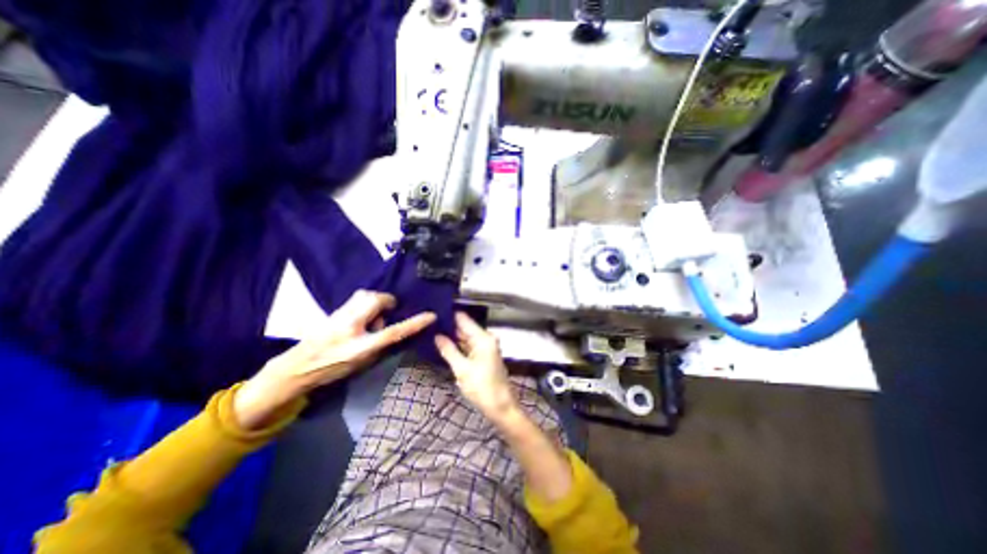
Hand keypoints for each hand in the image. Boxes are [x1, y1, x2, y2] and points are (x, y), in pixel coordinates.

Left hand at [233, 292, 435, 429]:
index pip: (393, 331)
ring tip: (371, 316)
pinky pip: (357, 298)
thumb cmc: (332, 369)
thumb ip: (381, 345)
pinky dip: (366, 302)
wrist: (296, 367)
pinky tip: (360, 316)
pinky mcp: (335, 310)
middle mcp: (350, 325)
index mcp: (360, 345)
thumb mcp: (362, 363)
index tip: (431, 315)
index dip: (414, 323)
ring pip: (366, 295)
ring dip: (375, 302)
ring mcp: (340, 315)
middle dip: (386, 303)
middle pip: (377, 301)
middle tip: (383, 317)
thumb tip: (392, 328)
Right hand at [434, 312, 518, 423]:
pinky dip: (459, 345)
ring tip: (433, 332)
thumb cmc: (483, 388)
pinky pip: (469, 345)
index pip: (463, 319)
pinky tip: (445, 344)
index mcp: (483, 338)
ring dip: (452, 336)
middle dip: (448, 326)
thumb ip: (448, 350)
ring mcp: (486, 347)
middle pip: (465, 327)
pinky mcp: (484, 355)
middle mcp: (486, 338)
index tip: (433, 312)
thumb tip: (437, 336)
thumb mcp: (462, 370)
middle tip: (429, 324)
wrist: (501, 407)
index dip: (449, 315)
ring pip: (466, 337)